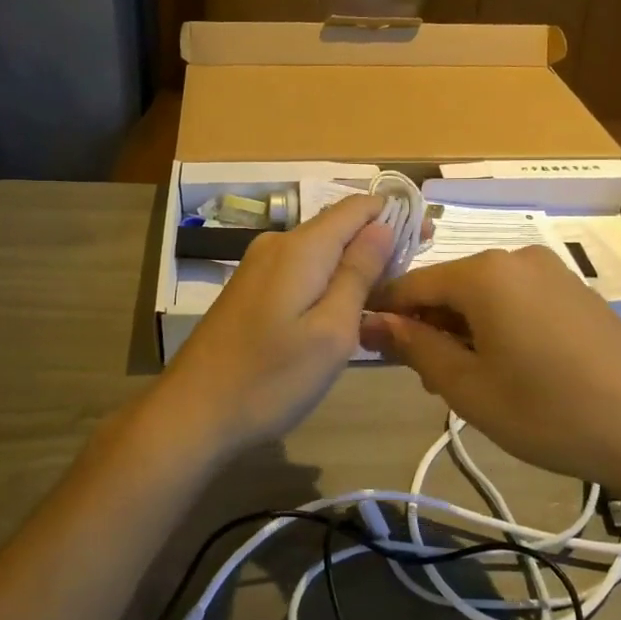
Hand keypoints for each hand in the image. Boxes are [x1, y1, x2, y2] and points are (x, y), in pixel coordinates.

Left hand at [153, 196, 393, 456]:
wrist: (193, 412)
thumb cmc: (271, 378)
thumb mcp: (331, 331)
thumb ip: (358, 274)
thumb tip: (381, 225)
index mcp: (301, 247)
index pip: (357, 207)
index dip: (395, 214)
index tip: (427, 237)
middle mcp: (277, 244)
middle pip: (338, 226)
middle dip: (378, 241)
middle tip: (412, 275)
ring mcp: (258, 267)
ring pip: (319, 251)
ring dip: (354, 264)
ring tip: (384, 297)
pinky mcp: (249, 290)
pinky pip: (300, 270)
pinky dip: (328, 280)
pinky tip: (342, 309)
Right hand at [360, 246, 620, 496]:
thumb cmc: (549, 411)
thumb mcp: (468, 387)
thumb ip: (414, 347)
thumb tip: (372, 321)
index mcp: (483, 273)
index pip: (412, 284)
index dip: (384, 314)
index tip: (366, 345)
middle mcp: (515, 258)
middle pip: (449, 288)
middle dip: (428, 328)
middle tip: (428, 381)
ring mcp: (551, 273)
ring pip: (483, 296)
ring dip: (462, 331)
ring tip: (469, 383)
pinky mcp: (576, 293)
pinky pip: (517, 301)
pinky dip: (497, 327)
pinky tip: (510, 369)